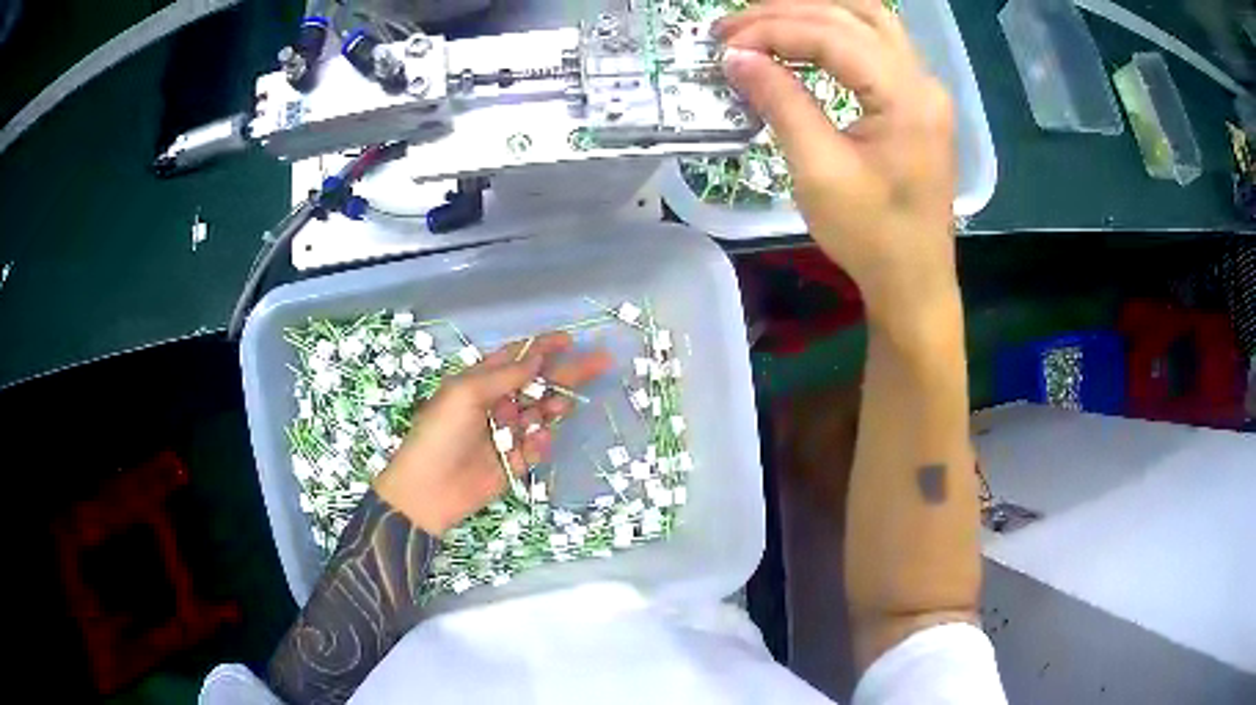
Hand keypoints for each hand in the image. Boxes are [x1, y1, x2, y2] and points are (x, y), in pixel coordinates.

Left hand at [374, 332, 611, 534]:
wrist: (428, 490)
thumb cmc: (440, 434)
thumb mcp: (465, 394)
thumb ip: (505, 375)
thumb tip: (537, 355)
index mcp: (481, 382)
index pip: (517, 357)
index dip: (543, 347)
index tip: (571, 341)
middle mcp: (497, 403)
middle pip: (538, 383)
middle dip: (566, 373)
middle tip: (600, 362)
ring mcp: (507, 433)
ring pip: (542, 413)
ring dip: (553, 406)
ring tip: (559, 407)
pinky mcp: (514, 461)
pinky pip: (536, 446)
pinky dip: (540, 442)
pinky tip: (535, 442)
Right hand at [716, 0, 959, 326]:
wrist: (913, 281)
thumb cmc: (871, 237)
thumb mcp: (819, 172)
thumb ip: (781, 103)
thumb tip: (737, 57)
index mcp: (906, 98)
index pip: (832, 36)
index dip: (772, 31)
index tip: (724, 46)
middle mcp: (922, 81)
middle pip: (853, 14)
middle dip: (787, 12)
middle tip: (733, 27)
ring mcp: (924, 89)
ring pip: (869, 20)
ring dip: (814, 12)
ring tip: (763, 23)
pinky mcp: (917, 101)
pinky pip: (877, 44)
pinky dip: (835, 32)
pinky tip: (804, 39)